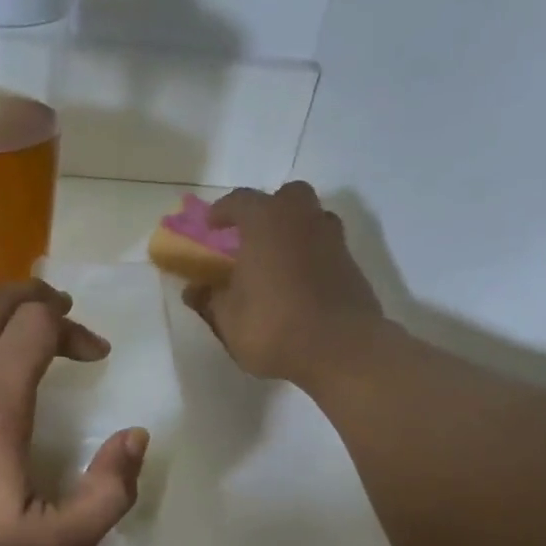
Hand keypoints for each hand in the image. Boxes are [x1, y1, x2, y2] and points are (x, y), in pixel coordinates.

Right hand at [183, 181, 382, 384]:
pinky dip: (311, 255)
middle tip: (253, 235)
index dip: (222, 211)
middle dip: (268, 210)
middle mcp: (302, 219)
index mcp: (265, 222)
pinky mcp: (351, 264)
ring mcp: (332, 239)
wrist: (340, 348)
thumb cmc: (273, 327)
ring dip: (294, 230)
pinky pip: (325, 247)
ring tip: (278, 258)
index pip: (240, 201)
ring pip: (312, 219)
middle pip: (286, 197)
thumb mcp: (228, 320)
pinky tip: (300, 282)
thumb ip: (210, 300)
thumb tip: (194, 289)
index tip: (211, 224)